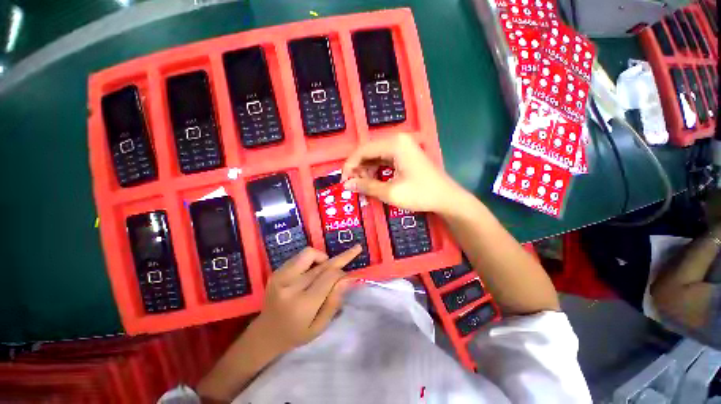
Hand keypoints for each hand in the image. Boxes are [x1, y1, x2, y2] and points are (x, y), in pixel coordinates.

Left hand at [253, 246, 360, 351]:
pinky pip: (300, 256)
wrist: (265, 333)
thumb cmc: (295, 334)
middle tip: (356, 249)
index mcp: (302, 304)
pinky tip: (313, 270)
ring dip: (323, 258)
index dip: (342, 273)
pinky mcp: (277, 272)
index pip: (329, 277)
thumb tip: (347, 278)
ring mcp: (281, 277)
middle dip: (341, 257)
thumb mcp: (319, 327)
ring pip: (309, 254)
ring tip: (327, 268)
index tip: (349, 275)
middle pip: (322, 264)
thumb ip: (334, 302)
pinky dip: (312, 259)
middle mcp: (290, 286)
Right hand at [341, 133, 460, 213]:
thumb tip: (346, 185)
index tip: (344, 181)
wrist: (446, 198)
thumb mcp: (390, 192)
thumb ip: (366, 186)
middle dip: (358, 168)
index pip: (363, 150)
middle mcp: (397, 140)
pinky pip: (384, 158)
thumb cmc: (420, 194)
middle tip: (352, 184)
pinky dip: (376, 169)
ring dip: (366, 169)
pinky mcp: (405, 154)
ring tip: (362, 184)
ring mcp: (402, 146)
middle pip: (368, 151)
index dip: (350, 166)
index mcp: (394, 144)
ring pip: (375, 155)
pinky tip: (372, 180)